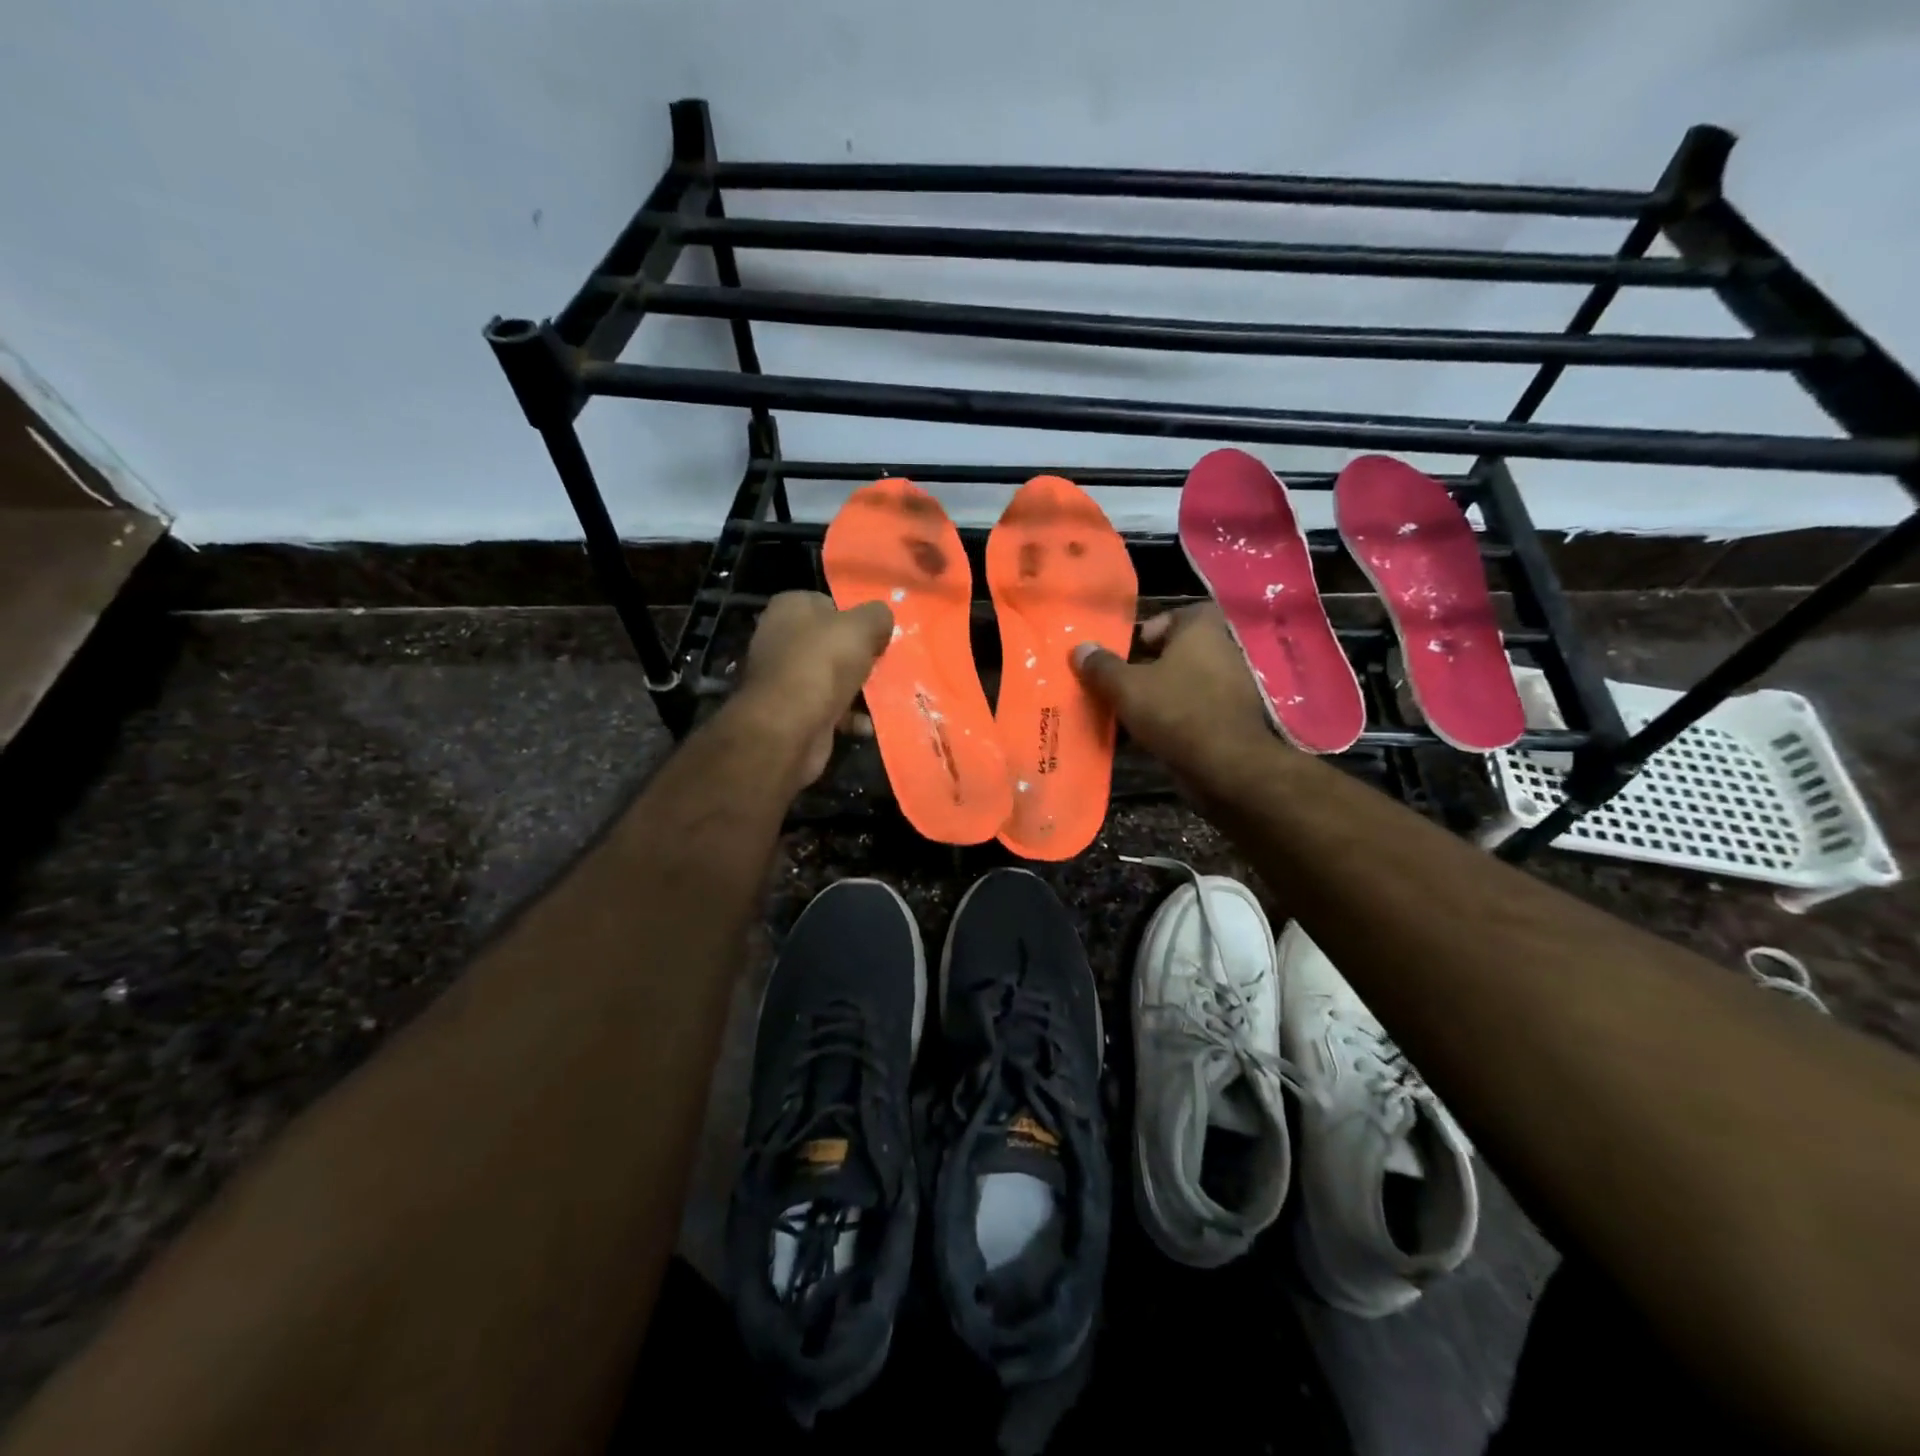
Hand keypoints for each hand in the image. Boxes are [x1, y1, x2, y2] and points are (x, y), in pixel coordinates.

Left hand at [734, 591, 893, 789]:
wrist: (788, 727)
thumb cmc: (822, 664)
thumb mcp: (860, 627)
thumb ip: (877, 616)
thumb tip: (882, 619)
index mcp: (790, 608)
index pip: (830, 604)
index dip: (857, 618)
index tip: (879, 635)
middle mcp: (781, 639)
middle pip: (834, 643)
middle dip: (862, 657)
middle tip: (887, 665)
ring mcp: (785, 677)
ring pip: (834, 678)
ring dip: (860, 689)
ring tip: (887, 696)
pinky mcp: (792, 711)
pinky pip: (829, 708)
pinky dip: (849, 716)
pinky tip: (867, 724)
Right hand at [1071, 605, 1274, 782]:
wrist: (1226, 766)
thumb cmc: (1176, 711)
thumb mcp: (1126, 688)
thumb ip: (1102, 666)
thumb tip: (1081, 648)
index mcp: (1201, 631)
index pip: (1181, 613)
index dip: (1154, 627)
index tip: (1130, 649)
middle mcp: (1221, 651)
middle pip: (1179, 650)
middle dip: (1149, 665)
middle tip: (1121, 682)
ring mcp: (1230, 687)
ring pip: (1185, 681)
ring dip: (1159, 693)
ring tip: (1128, 711)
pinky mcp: (1230, 719)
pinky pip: (1195, 708)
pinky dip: (1173, 717)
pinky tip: (1149, 735)